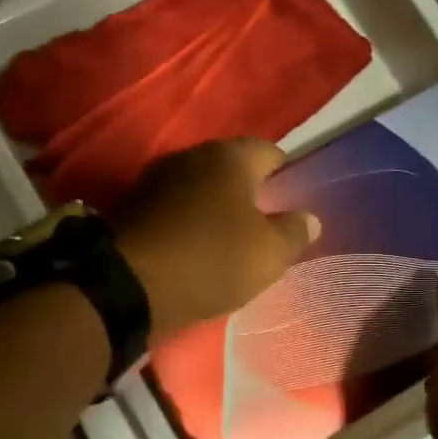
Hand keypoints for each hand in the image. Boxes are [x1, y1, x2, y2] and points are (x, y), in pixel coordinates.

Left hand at [112, 139, 318, 338]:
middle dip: (250, 195)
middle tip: (264, 230)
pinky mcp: (133, 205)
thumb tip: (309, 218)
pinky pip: (174, 209)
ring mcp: (156, 178)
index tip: (292, 209)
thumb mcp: (268, 255)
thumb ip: (294, 232)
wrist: (128, 285)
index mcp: (229, 156)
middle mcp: (191, 155)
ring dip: (215, 210)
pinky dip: (188, 224)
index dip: (287, 178)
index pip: (271, 153)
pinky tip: (195, 251)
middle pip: (232, 169)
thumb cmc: (211, 260)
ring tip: (229, 245)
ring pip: (200, 188)